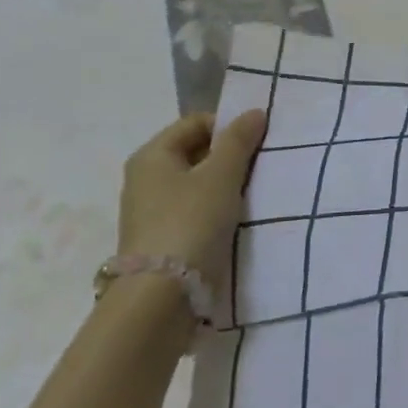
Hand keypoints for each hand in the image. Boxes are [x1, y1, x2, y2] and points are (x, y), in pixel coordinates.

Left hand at [117, 111, 268, 291]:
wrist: (162, 296)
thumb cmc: (191, 222)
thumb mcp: (221, 175)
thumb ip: (239, 141)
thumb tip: (253, 112)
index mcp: (152, 156)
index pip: (196, 123)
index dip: (228, 127)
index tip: (257, 143)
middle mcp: (146, 178)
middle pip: (197, 152)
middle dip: (230, 156)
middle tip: (261, 167)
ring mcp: (153, 210)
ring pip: (199, 183)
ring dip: (227, 184)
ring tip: (254, 193)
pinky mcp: (164, 238)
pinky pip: (196, 209)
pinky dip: (218, 208)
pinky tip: (237, 219)